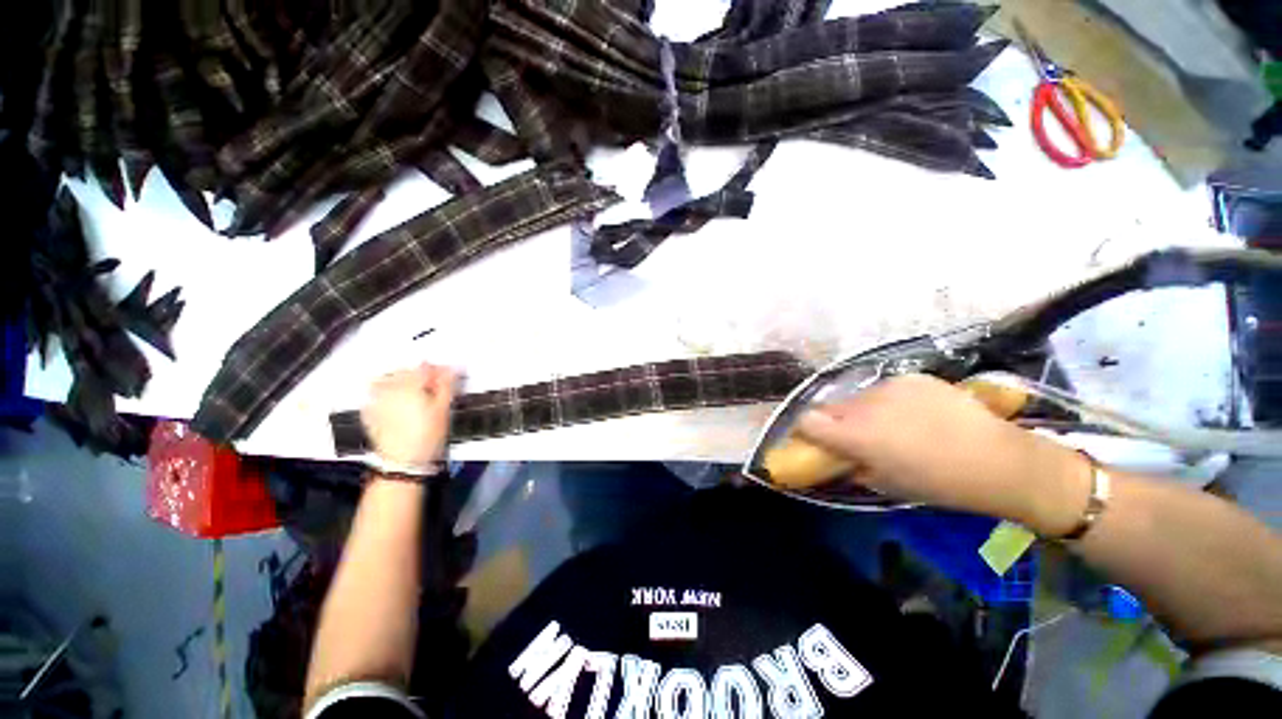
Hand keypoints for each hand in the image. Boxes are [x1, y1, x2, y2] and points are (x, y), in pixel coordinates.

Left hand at [361, 363, 457, 470]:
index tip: (449, 377)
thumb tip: (452, 368)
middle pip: (407, 371)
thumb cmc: (427, 435)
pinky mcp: (369, 410)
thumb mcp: (444, 409)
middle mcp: (388, 388)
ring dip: (403, 381)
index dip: (440, 370)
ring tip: (416, 393)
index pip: (426, 367)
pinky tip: (399, 402)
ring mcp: (375, 399)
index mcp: (409, 385)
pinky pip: (378, 392)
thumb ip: (447, 384)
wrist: (402, 462)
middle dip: (421, 375)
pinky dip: (389, 391)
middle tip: (435, 387)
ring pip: (390, 379)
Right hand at [796, 374, 1088, 534]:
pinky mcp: (911, 377)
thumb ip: (854, 467)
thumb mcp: (887, 485)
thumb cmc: (939, 483)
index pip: (807, 421)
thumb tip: (841, 457)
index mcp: (855, 434)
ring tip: (895, 425)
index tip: (814, 439)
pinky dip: (891, 401)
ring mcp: (888, 386)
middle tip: (858, 437)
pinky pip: (886, 389)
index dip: (805, 430)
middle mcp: (864, 404)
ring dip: (865, 411)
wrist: (998, 460)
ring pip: (859, 397)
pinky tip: (917, 413)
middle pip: (832, 407)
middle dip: (837, 422)